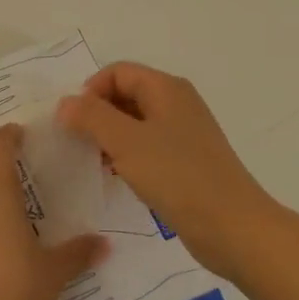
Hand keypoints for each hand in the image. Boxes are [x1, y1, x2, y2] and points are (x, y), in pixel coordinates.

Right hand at [56, 62, 279, 279]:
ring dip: (110, 137)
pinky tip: (118, 177)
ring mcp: (184, 133)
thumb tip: (65, 102)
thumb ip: (91, 117)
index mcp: (166, 88)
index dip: (90, 91)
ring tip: (95, 162)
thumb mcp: (126, 142)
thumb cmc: (177, 176)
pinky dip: (128, 156)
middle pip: (126, 94)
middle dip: (97, 114)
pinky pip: (148, 147)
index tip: (73, 123)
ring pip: (135, 123)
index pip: (117, 72)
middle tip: (79, 144)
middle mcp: (177, 103)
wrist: (232, 227)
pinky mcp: (186, 161)